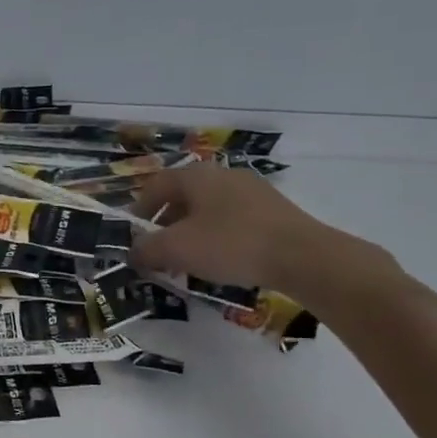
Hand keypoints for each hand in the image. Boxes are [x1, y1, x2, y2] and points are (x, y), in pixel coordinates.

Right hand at [128, 162, 340, 293]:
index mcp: (197, 176)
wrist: (303, 257)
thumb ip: (146, 249)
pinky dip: (217, 238)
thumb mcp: (176, 249)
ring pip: (208, 210)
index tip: (133, 236)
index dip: (139, 210)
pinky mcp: (274, 211)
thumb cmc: (230, 244)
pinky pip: (232, 220)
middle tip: (158, 252)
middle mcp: (223, 175)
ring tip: (187, 261)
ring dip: (191, 233)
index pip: (155, 185)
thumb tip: (133, 252)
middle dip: (165, 225)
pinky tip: (221, 262)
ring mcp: (252, 191)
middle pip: (183, 197)